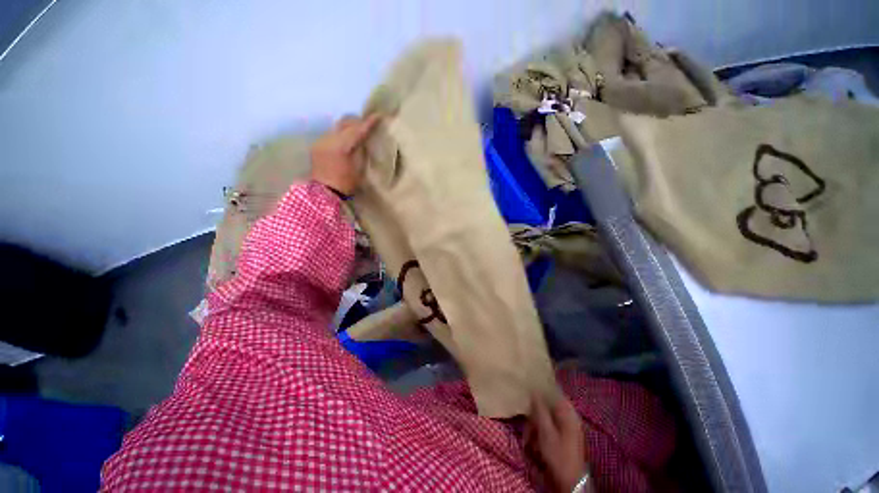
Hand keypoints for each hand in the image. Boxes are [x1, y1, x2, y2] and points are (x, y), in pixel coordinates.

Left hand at [310, 114, 381, 196]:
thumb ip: (360, 150)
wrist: (325, 192)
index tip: (378, 115)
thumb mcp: (359, 168)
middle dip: (357, 122)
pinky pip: (331, 134)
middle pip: (344, 123)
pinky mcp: (317, 145)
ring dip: (348, 128)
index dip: (368, 123)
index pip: (357, 130)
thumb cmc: (346, 183)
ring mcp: (321, 141)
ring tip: (357, 132)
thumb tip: (363, 139)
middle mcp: (329, 139)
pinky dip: (340, 135)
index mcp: (341, 146)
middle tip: (368, 124)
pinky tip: (345, 141)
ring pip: (337, 128)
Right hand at [525, 395, 589, 492]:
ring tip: (528, 439)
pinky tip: (534, 443)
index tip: (527, 391)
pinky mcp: (566, 436)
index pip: (553, 392)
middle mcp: (570, 416)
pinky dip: (541, 432)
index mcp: (568, 412)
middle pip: (548, 406)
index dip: (540, 390)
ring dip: (536, 426)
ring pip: (547, 417)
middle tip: (526, 426)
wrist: (571, 482)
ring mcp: (569, 427)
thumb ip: (540, 410)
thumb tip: (534, 390)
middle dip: (535, 414)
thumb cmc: (559, 455)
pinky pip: (550, 427)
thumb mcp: (546, 432)